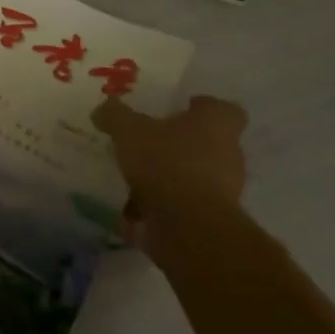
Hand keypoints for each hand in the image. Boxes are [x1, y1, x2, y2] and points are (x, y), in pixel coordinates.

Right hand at [91, 95, 248, 258]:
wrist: (188, 226)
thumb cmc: (165, 163)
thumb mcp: (128, 130)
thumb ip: (115, 115)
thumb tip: (106, 108)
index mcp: (216, 124)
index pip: (223, 108)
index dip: (203, 106)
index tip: (180, 108)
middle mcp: (228, 153)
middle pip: (207, 142)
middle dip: (179, 142)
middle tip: (149, 141)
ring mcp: (224, 189)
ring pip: (194, 173)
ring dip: (169, 174)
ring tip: (135, 177)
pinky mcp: (211, 218)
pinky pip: (184, 203)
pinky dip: (163, 204)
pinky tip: (134, 208)